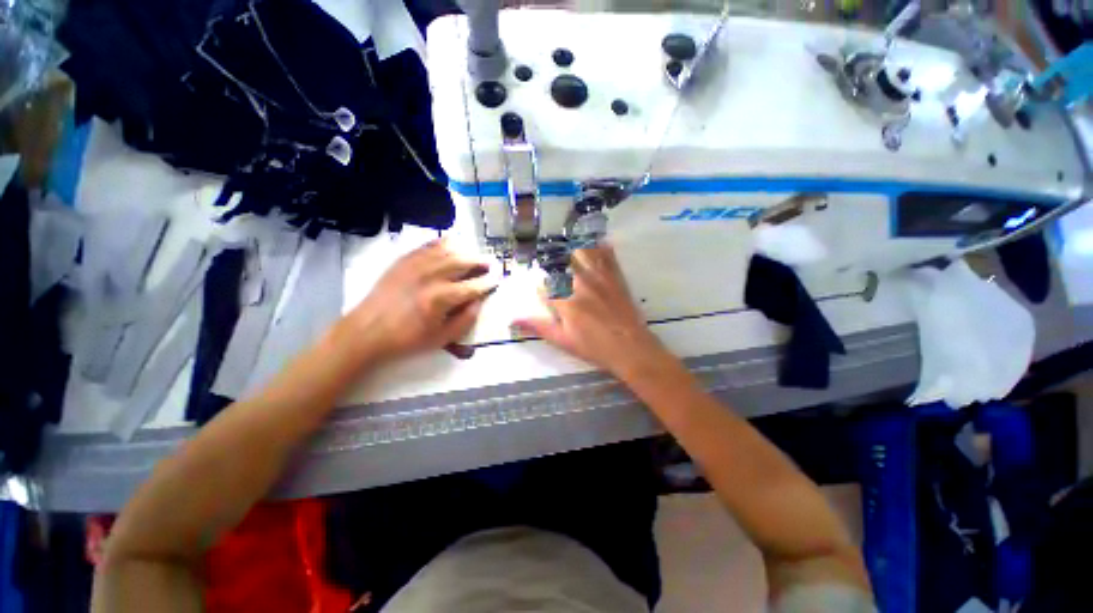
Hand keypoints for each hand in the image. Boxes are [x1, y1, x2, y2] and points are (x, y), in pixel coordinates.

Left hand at [340, 239, 495, 362]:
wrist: (367, 331)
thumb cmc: (407, 339)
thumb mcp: (441, 339)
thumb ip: (465, 320)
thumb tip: (479, 301)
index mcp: (442, 298)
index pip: (474, 286)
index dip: (489, 282)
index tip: (498, 280)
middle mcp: (432, 276)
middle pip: (463, 262)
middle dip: (480, 262)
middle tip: (490, 264)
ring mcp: (416, 264)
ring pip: (448, 250)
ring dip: (465, 251)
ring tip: (473, 255)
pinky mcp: (404, 260)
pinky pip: (428, 245)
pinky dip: (443, 243)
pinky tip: (451, 245)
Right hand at [514, 245, 671, 378]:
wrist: (630, 348)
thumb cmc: (594, 347)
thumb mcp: (563, 341)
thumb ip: (539, 327)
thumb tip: (513, 319)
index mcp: (565, 301)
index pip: (545, 285)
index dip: (539, 282)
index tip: (536, 279)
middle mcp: (580, 285)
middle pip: (563, 262)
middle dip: (554, 256)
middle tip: (547, 251)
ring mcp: (600, 280)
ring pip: (584, 254)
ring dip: (575, 246)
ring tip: (569, 239)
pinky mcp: (616, 279)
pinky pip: (608, 258)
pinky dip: (603, 249)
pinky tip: (599, 241)